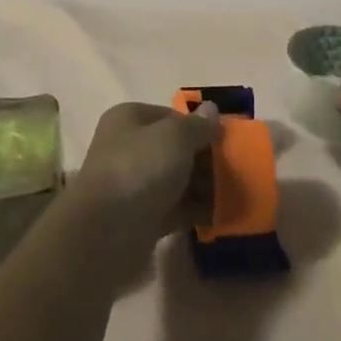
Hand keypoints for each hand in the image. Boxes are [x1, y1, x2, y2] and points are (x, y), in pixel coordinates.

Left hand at [70, 101, 222, 245]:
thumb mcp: (175, 137)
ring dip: (203, 187)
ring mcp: (134, 184)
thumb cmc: (139, 169)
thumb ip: (197, 125)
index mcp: (130, 119)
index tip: (227, 141)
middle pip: (175, 149)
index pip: (172, 116)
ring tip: (233, 195)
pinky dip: (195, 211)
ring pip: (176, 180)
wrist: (106, 232)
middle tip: (235, 171)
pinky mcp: (141, 218)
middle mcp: (129, 147)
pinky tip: (220, 216)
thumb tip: (212, 109)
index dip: (200, 126)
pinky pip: (175, 209)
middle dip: (204, 159)